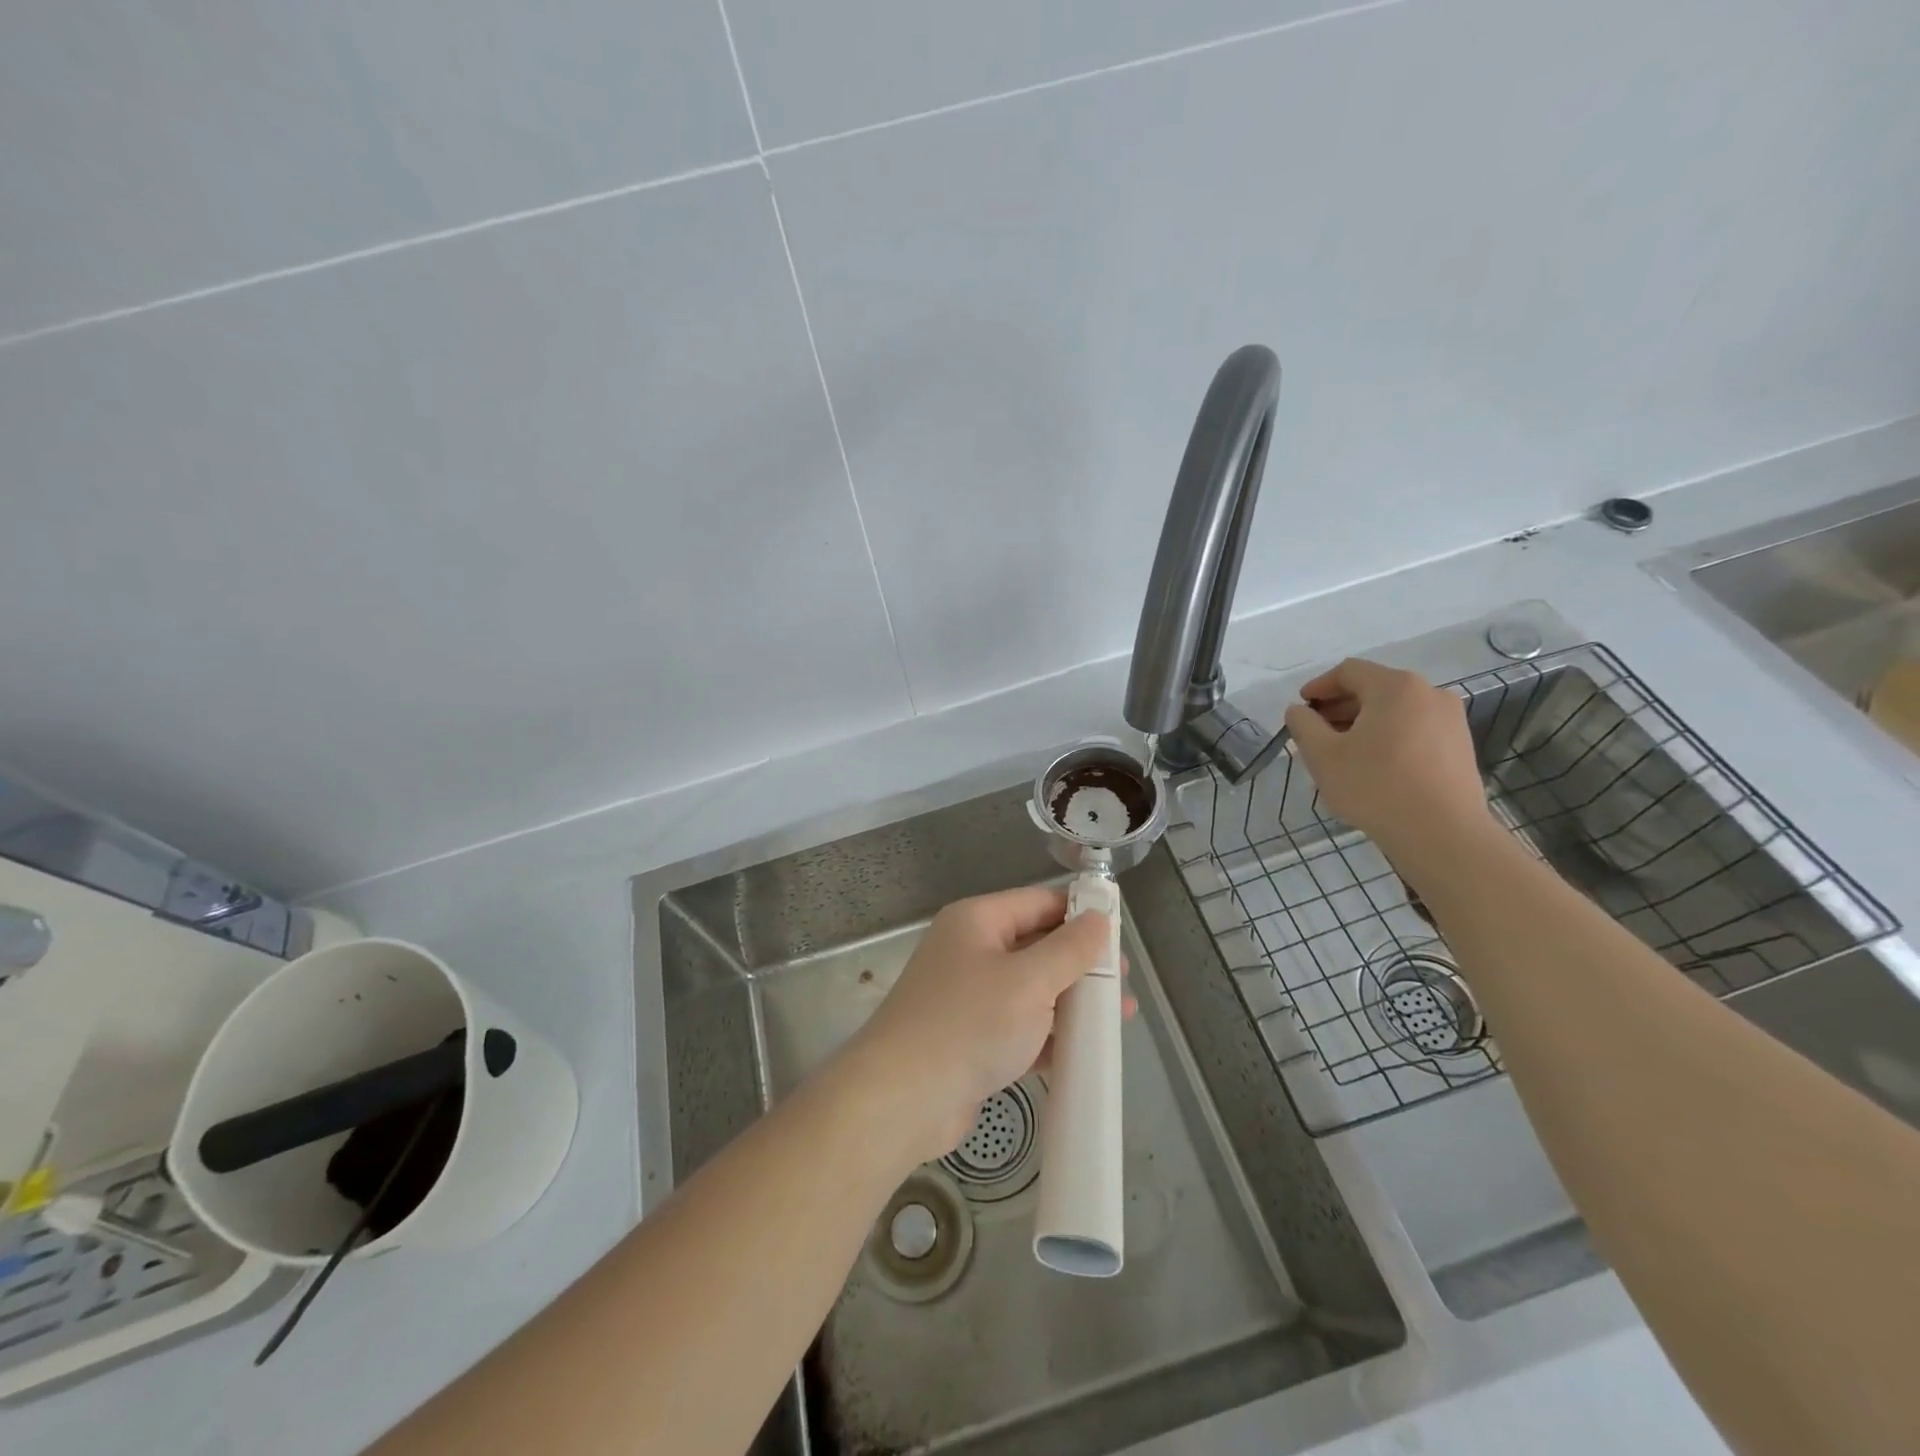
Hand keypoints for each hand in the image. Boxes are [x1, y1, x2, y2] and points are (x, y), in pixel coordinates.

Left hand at [844, 887, 1110, 1165]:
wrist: (901, 1099)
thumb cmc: (969, 1024)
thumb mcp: (1029, 981)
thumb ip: (1069, 949)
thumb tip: (1098, 918)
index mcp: (978, 921)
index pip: (1039, 902)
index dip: (1081, 915)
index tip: (1121, 938)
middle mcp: (971, 950)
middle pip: (1037, 946)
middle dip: (1081, 966)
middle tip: (1123, 987)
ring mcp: (968, 996)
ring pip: (1031, 990)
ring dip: (1071, 1004)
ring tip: (1115, 1022)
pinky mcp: (970, 1038)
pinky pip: (1019, 1026)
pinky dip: (1048, 1036)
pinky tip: (1084, 1054)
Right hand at [1282, 658, 1493, 854]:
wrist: (1442, 834)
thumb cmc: (1375, 786)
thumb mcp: (1323, 755)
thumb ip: (1303, 725)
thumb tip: (1298, 711)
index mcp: (1395, 687)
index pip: (1349, 671)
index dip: (1319, 686)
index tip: (1301, 708)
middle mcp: (1429, 693)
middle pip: (1374, 689)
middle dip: (1340, 707)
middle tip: (1316, 732)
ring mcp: (1450, 720)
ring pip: (1395, 711)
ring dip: (1363, 723)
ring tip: (1341, 752)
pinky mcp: (1460, 746)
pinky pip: (1414, 729)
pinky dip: (1388, 737)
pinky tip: (1373, 766)